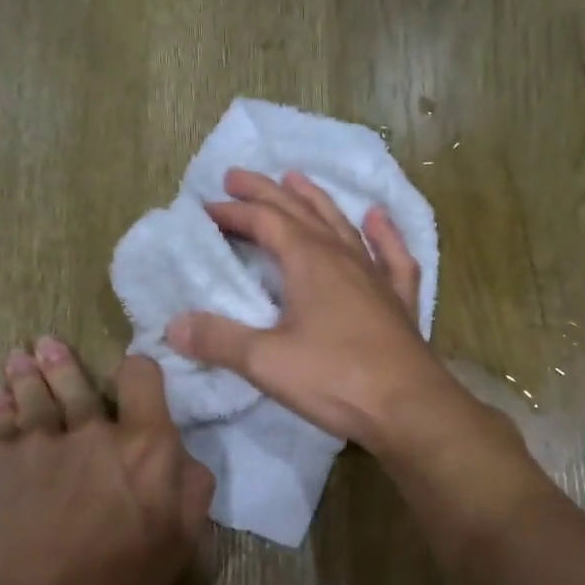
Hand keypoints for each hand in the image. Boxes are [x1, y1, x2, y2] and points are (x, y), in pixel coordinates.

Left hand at [0, 339, 214, 584]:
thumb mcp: (181, 542)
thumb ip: (191, 488)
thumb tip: (181, 454)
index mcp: (145, 445)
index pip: (142, 377)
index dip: (137, 370)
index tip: (129, 375)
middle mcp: (91, 428)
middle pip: (77, 378)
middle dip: (63, 361)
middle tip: (49, 346)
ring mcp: (37, 439)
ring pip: (31, 392)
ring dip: (26, 373)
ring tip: (19, 359)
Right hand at [165, 168, 460, 449]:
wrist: (409, 408)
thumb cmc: (335, 379)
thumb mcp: (265, 361)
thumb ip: (218, 340)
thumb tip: (174, 325)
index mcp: (310, 261)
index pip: (265, 222)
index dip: (235, 212)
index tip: (206, 208)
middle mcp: (343, 257)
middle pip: (300, 212)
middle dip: (266, 192)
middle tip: (238, 176)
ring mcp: (376, 276)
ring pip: (342, 225)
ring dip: (316, 200)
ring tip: (297, 179)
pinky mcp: (399, 301)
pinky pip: (392, 256)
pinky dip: (384, 233)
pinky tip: (378, 218)